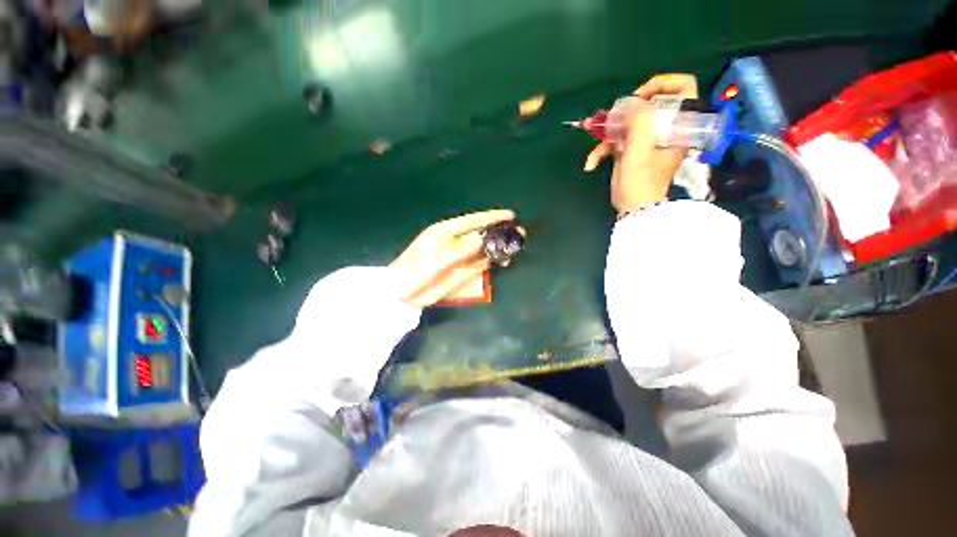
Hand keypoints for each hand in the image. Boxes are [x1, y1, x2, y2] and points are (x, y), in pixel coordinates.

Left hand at [389, 210, 516, 307]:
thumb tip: (484, 237)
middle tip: (520, 234)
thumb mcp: (437, 259)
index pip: (473, 221)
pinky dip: (491, 262)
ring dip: (498, 248)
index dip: (492, 217)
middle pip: (481, 234)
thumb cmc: (415, 271)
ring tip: (515, 250)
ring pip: (483, 248)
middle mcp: (455, 241)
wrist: (403, 293)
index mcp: (446, 232)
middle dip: (499, 233)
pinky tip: (503, 262)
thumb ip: (461, 249)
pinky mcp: (461, 270)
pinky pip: (480, 263)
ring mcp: (459, 256)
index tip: (511, 216)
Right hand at [583, 74, 698, 213]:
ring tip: (597, 150)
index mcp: (678, 124)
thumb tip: (630, 102)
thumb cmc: (642, 180)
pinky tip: (591, 164)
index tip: (641, 97)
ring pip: (627, 123)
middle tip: (614, 121)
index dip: (663, 84)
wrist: (634, 207)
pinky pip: (616, 141)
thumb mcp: (641, 148)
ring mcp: (646, 140)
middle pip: (647, 105)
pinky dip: (602, 151)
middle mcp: (664, 128)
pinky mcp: (631, 150)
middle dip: (625, 113)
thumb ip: (639, 120)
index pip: (684, 88)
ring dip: (607, 135)